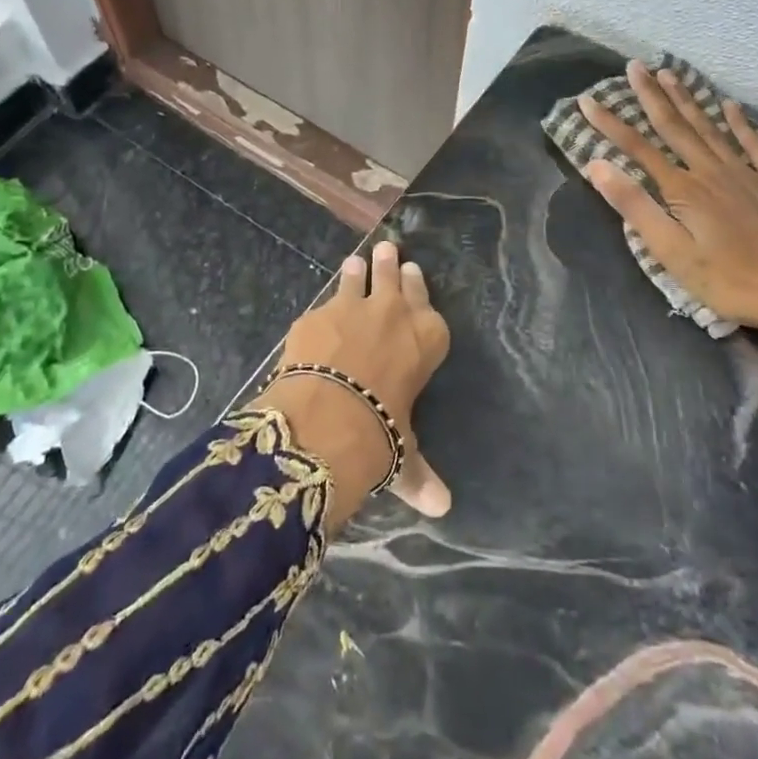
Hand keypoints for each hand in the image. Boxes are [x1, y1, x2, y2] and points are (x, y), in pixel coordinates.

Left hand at [250, 240, 451, 532]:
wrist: (328, 415)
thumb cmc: (381, 434)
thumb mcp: (404, 455)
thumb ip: (420, 474)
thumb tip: (442, 508)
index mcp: (426, 339)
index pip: (427, 305)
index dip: (419, 288)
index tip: (415, 273)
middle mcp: (393, 313)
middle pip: (394, 278)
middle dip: (391, 265)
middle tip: (389, 250)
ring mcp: (352, 307)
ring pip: (357, 278)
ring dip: (357, 271)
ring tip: (356, 261)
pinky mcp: (315, 315)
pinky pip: (322, 305)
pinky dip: (323, 307)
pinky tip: (318, 310)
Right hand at [579, 61, 757, 370]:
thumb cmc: (730, 282)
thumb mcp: (672, 253)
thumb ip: (635, 207)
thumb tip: (597, 165)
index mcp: (684, 189)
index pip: (637, 148)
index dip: (610, 123)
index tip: (587, 100)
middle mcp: (712, 171)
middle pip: (675, 126)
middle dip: (651, 95)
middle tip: (635, 66)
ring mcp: (749, 173)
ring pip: (711, 127)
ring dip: (688, 99)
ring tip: (670, 73)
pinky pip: (757, 144)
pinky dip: (742, 123)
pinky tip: (731, 106)